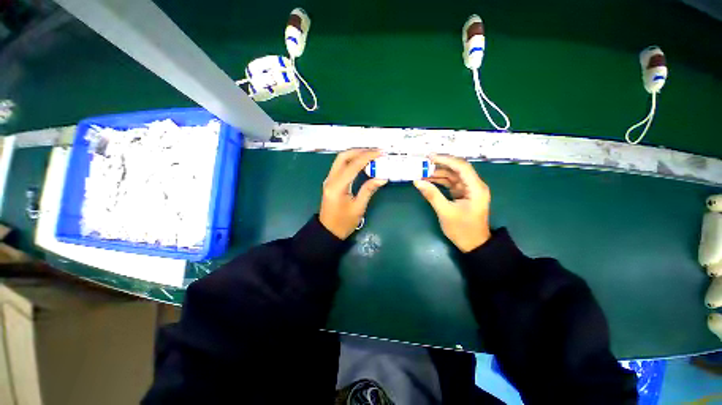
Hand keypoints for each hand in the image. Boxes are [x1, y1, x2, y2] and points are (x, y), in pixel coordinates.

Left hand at [319, 149, 387, 239]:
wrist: (328, 231)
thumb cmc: (344, 222)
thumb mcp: (358, 207)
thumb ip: (368, 190)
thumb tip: (382, 178)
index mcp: (337, 186)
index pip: (353, 166)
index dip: (367, 157)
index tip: (379, 153)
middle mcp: (331, 179)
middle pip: (343, 157)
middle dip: (359, 151)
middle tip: (374, 151)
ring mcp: (329, 180)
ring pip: (340, 160)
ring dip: (355, 154)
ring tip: (370, 155)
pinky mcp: (331, 182)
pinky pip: (340, 166)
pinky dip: (351, 161)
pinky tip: (361, 163)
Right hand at [413, 154, 490, 251]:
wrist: (474, 245)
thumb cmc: (462, 230)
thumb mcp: (445, 212)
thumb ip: (432, 195)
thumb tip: (417, 181)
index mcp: (476, 188)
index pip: (461, 167)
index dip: (445, 160)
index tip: (429, 157)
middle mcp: (474, 185)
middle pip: (457, 169)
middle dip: (441, 165)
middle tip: (424, 163)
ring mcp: (469, 190)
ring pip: (453, 176)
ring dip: (439, 174)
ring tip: (423, 173)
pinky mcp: (463, 194)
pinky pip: (451, 183)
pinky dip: (440, 181)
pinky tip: (429, 181)